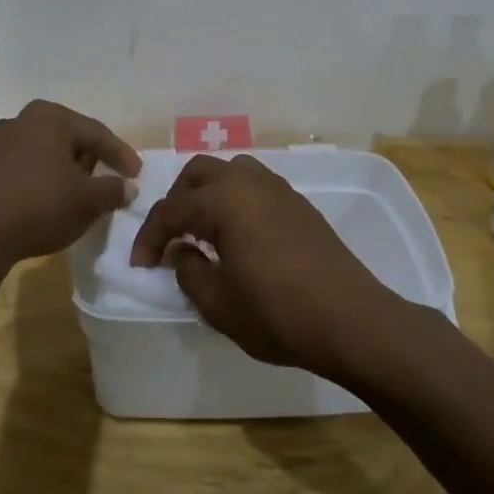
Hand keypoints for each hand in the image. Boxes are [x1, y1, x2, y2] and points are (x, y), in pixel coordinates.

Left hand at [0, 101, 141, 264]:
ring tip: (73, 192)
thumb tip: (128, 188)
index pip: (96, 133)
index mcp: (50, 118)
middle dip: (87, 158)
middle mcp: (20, 121)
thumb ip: (112, 190)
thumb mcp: (87, 200)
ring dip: (58, 170)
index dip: (120, 154)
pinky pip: (16, 173)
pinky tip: (39, 203)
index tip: (136, 174)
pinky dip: (32, 184)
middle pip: (65, 139)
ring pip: (38, 154)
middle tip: (106, 178)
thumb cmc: (41, 204)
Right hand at [129, 154, 405, 377]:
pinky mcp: (300, 205)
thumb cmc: (278, 314)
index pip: (171, 209)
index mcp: (223, 201)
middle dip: (176, 201)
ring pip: (230, 172)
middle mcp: (249, 183)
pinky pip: (255, 186)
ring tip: (203, 230)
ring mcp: (279, 190)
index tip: (141, 266)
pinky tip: (238, 235)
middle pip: (198, 173)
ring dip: (208, 194)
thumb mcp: (218, 304)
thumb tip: (180, 250)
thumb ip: (188, 271)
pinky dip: (235, 200)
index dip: (149, 237)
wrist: (353, 322)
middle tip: (170, 237)